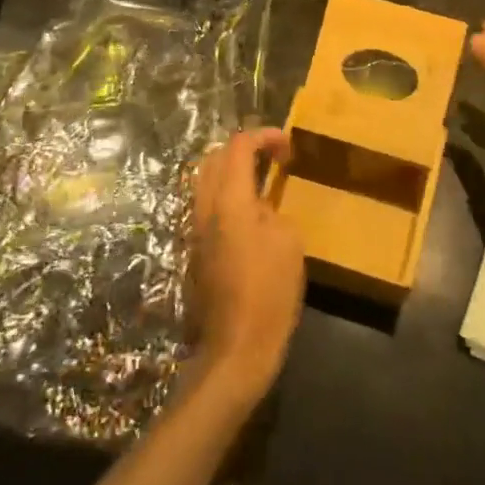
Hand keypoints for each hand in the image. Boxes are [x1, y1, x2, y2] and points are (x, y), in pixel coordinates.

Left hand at [189, 128, 304, 404]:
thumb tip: (261, 208)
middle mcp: (205, 208)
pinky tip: (250, 215)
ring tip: (262, 182)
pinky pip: (207, 208)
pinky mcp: (195, 252)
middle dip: (243, 149)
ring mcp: (195, 231)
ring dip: (232, 173)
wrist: (236, 348)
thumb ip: (272, 210)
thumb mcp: (288, 241)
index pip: (238, 147)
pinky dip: (227, 197)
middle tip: (272, 157)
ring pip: (206, 183)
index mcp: (229, 200)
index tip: (288, 146)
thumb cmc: (269, 292)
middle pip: (214, 159)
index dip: (264, 136)